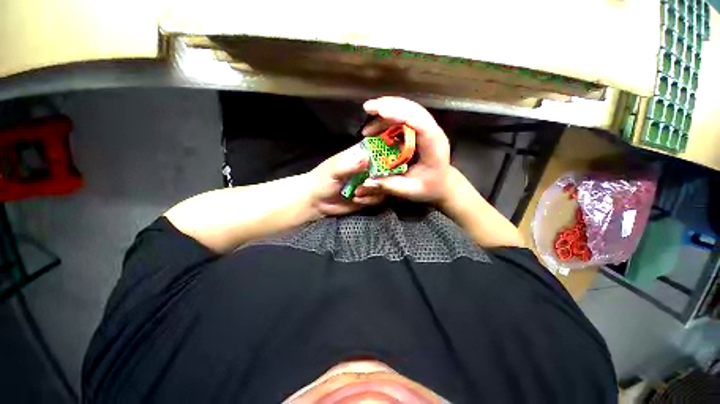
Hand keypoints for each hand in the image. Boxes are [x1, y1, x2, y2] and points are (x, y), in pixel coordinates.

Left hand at [307, 143, 385, 216]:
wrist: (317, 202)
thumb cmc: (322, 180)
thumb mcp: (333, 170)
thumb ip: (349, 164)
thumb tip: (367, 157)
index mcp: (361, 154)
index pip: (382, 148)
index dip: (390, 152)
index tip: (391, 161)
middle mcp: (370, 167)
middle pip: (390, 168)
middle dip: (383, 177)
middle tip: (369, 183)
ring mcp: (372, 182)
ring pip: (387, 184)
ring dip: (374, 191)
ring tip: (357, 193)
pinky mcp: (371, 195)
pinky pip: (380, 197)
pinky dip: (370, 199)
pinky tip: (356, 199)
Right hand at [360, 97, 451, 203]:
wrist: (443, 184)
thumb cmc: (430, 188)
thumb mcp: (410, 191)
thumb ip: (389, 186)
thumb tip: (366, 182)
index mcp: (434, 146)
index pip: (420, 122)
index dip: (400, 113)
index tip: (379, 111)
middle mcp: (433, 132)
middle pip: (413, 110)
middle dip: (390, 105)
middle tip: (368, 108)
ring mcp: (427, 129)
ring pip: (408, 110)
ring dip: (388, 109)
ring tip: (369, 115)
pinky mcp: (420, 130)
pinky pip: (405, 117)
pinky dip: (390, 117)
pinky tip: (377, 125)